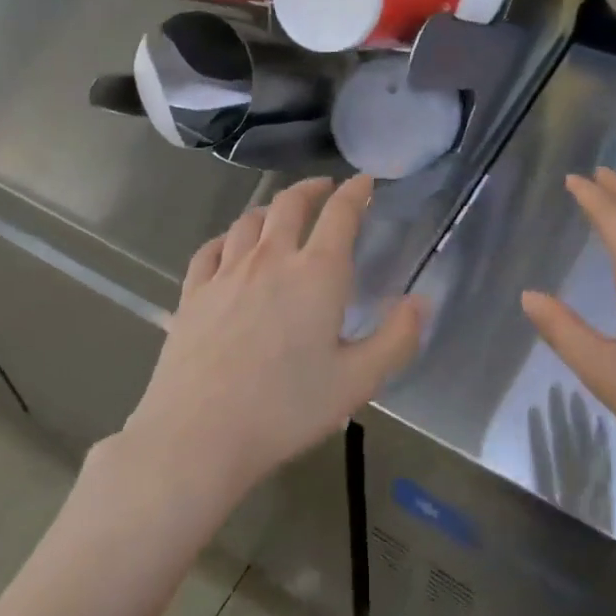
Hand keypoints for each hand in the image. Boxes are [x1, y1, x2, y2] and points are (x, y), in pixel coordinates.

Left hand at [122, 176, 423, 506]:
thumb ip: (397, 338)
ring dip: (271, 209)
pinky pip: (211, 248)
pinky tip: (230, 246)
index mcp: (317, 273)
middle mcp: (271, 259)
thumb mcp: (358, 381)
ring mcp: (226, 272)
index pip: (340, 214)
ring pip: (249, 220)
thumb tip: (421, 301)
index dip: (355, 192)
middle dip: (312, 188)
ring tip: (281, 214)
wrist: (198, 434)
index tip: (364, 182)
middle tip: (325, 188)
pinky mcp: (193, 292)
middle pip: (290, 203)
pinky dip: (228, 238)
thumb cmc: (286, 409)